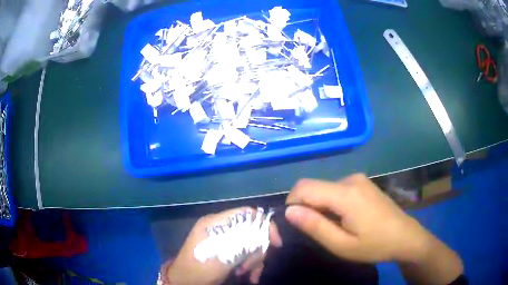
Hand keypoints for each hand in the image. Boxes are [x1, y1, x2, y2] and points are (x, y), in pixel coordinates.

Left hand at [167, 207, 281, 284]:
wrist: (185, 282)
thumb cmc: (201, 266)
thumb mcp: (223, 254)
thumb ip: (243, 240)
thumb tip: (264, 230)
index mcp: (217, 222)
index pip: (247, 214)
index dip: (264, 225)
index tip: (275, 244)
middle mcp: (221, 228)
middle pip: (251, 232)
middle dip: (257, 251)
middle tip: (251, 267)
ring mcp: (224, 241)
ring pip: (250, 245)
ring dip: (254, 261)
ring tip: (249, 275)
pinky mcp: (226, 253)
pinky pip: (244, 255)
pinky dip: (250, 266)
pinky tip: (250, 277)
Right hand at [285, 174, 432, 262]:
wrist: (406, 237)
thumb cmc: (375, 245)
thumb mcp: (342, 245)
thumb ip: (315, 226)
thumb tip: (288, 211)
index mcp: (345, 194)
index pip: (303, 188)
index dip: (290, 204)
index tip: (293, 226)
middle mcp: (350, 179)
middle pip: (313, 187)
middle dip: (304, 207)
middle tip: (310, 231)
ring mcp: (359, 179)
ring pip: (324, 188)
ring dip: (318, 206)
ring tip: (328, 227)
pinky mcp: (363, 183)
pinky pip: (336, 189)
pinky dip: (330, 202)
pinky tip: (341, 218)